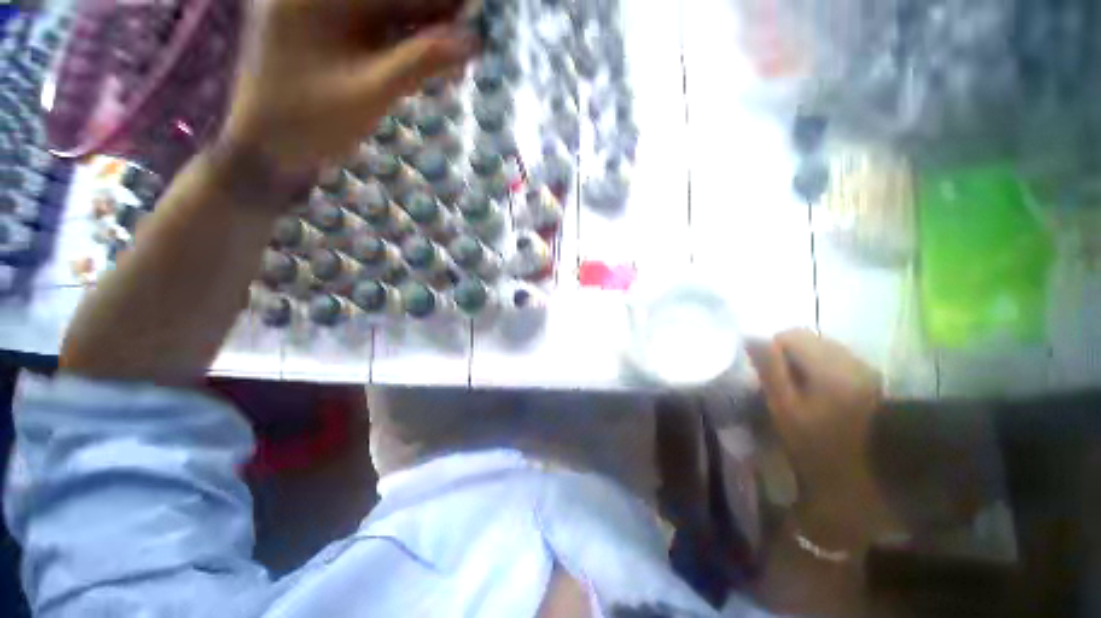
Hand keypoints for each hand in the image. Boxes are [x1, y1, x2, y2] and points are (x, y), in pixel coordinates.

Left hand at [222, 0, 477, 172]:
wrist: (265, 149)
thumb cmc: (309, 123)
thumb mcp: (369, 93)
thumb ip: (420, 63)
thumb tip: (470, 42)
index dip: (435, 2)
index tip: (470, 15)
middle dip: (430, 13)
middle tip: (467, 34)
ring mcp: (315, 11)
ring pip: (381, 9)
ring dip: (420, 26)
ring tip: (455, 44)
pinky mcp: (322, 32)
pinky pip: (371, 27)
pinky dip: (401, 40)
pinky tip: (428, 53)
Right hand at [747, 330, 885, 541]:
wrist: (882, 469)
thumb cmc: (826, 442)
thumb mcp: (787, 409)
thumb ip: (770, 370)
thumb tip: (751, 338)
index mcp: (825, 362)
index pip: (788, 335)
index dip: (770, 351)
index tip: (766, 376)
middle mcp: (846, 357)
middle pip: (805, 340)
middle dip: (786, 356)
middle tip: (780, 385)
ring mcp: (861, 367)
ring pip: (820, 350)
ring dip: (802, 363)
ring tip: (799, 392)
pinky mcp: (869, 378)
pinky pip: (834, 361)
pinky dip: (819, 371)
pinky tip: (820, 396)